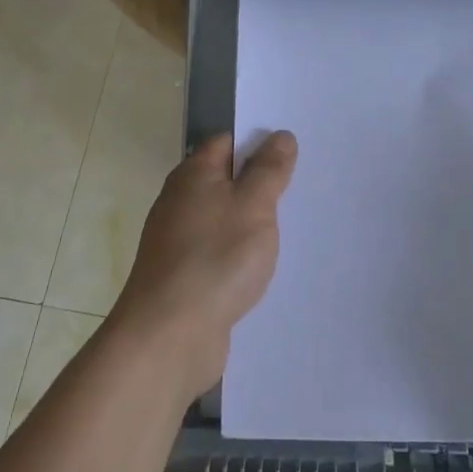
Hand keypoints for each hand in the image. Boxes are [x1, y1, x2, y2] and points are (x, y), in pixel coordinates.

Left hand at [108, 130, 298, 400]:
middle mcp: (179, 202)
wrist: (169, 335)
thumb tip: (280, 136)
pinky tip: (263, 268)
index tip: (294, 153)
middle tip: (303, 189)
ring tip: (292, 229)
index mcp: (193, 175)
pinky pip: (218, 253)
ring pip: (223, 219)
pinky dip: (239, 255)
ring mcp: (178, 241)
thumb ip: (269, 170)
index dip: (259, 142)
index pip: (227, 142)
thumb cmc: (216, 258)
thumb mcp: (254, 206)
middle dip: (260, 184)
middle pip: (225, 181)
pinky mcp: (184, 276)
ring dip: (251, 223)